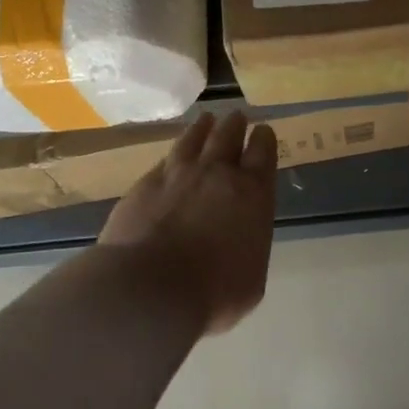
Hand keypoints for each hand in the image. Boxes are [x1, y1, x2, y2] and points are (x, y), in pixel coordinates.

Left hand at [99, 111, 277, 334]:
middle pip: (228, 136)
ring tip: (206, 119)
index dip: (264, 140)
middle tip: (237, 117)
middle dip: (235, 125)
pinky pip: (164, 160)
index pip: (263, 154)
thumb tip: (238, 242)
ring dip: (202, 128)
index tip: (262, 131)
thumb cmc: (214, 292)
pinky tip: (171, 155)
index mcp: (253, 194)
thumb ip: (248, 248)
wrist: (150, 287)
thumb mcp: (251, 280)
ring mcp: (177, 175)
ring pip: (193, 139)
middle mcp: (217, 174)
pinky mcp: (145, 184)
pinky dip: (173, 154)